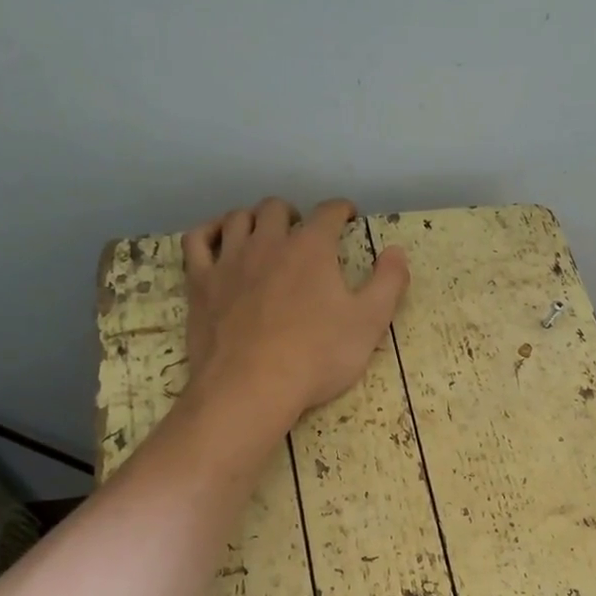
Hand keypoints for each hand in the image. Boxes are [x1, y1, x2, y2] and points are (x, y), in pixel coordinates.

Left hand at [184, 197, 408, 429]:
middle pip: (277, 209)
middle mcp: (268, 242)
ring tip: (264, 235)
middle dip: (294, 214)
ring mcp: (229, 260)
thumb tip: (397, 250)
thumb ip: (388, 283)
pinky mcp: (201, 283)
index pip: (328, 212)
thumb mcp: (369, 323)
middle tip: (303, 232)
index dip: (341, 211)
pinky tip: (218, 239)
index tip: (347, 217)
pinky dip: (209, 232)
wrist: (252, 387)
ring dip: (255, 220)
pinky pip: (197, 241)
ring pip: (238, 219)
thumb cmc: (318, 356)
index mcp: (312, 248)